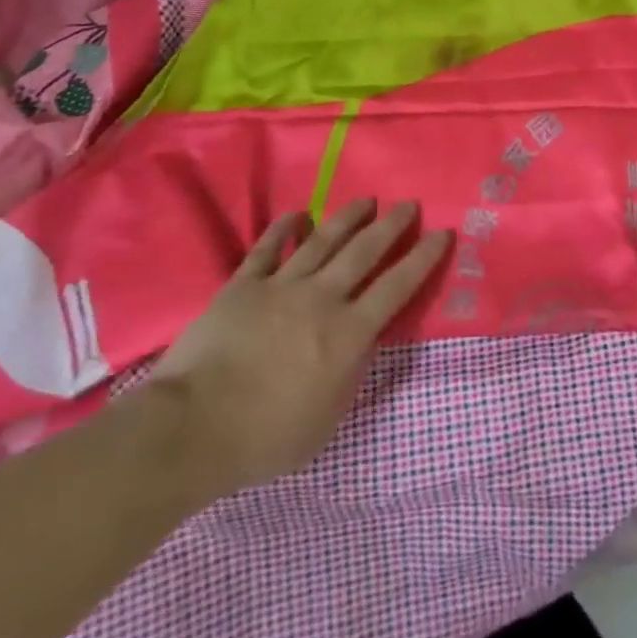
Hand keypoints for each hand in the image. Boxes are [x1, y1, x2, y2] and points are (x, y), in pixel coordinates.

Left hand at [149, 198, 450, 503]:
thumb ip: (349, 376)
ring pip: (322, 241)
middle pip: (364, 251)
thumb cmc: (265, 437)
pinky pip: (268, 248)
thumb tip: (360, 344)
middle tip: (409, 204)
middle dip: (391, 225)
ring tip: (366, 200)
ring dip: (347, 217)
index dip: (423, 258)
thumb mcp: (326, 422)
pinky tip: (297, 215)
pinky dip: (284, 228)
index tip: (442, 233)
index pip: (396, 287)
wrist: (194, 426)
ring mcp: (281, 286)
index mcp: (348, 333)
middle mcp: (321, 298)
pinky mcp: (244, 284)